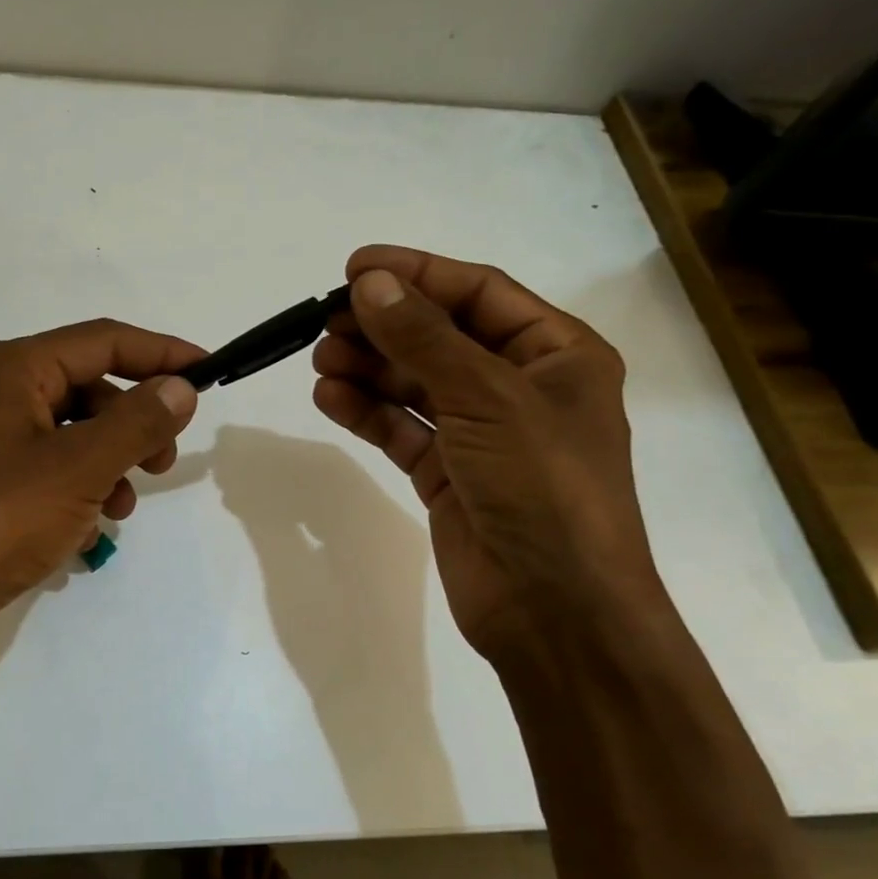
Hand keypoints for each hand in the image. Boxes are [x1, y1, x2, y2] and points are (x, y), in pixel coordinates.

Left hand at [0, 320, 202, 697]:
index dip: (161, 353)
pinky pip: (49, 472)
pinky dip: (79, 491)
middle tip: (164, 461)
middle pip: (87, 387)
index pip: (102, 341)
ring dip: (109, 462)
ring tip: (121, 508)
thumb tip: (181, 386)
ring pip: (71, 434)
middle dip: (134, 420)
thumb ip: (137, 422)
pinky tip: (86, 531)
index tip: (209, 373)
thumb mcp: (79, 467)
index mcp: (10, 369)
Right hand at [311, 245, 660, 664]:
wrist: (556, 610)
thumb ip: (423, 339)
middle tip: (325, 320)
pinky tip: (329, 397)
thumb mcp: (487, 399)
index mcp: (557, 355)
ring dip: (369, 368)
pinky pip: (402, 430)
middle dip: (384, 326)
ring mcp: (482, 435)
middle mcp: (521, 388)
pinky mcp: (448, 475)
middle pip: (440, 337)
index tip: (353, 268)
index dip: (417, 273)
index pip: (478, 293)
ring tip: (321, 359)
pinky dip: (367, 412)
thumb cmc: (542, 487)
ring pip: (415, 384)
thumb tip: (369, 283)